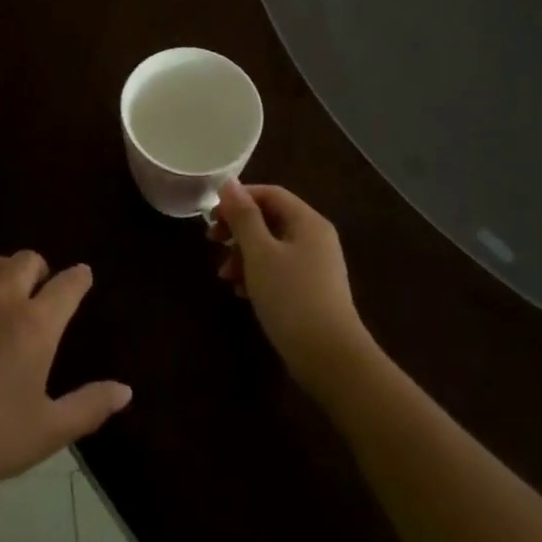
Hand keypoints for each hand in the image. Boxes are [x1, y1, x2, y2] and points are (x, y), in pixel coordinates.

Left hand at [0, 253, 131, 513]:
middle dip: (39, 268)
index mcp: (35, 325)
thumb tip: (126, 390)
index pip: (68, 285)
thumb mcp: (47, 432)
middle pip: (26, 261)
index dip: (79, 278)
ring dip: (1, 269)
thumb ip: (89, 406)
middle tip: (39, 287)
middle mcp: (0, 299)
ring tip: (1, 287)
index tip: (82, 276)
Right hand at [212, 182, 369, 384]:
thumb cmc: (291, 297)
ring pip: (272, 246)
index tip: (212, 216)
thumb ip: (243, 216)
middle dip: (237, 229)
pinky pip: (279, 269)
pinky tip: (241, 293)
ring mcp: (316, 266)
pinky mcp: (311, 291)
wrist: (329, 358)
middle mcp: (315, 238)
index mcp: (307, 222)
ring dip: (243, 255)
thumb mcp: (259, 253)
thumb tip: (229, 183)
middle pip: (270, 219)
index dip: (238, 199)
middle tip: (211, 241)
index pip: (270, 194)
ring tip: (224, 276)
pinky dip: (258, 274)